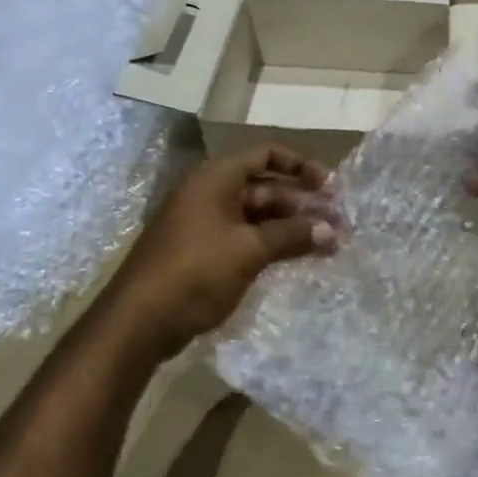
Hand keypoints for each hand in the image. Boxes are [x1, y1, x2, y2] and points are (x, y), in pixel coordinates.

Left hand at [103, 145, 338, 360]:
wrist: (140, 321)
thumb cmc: (195, 271)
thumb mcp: (249, 250)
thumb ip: (292, 235)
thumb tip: (331, 231)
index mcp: (216, 178)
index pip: (265, 155)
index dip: (300, 166)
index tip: (329, 186)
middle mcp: (211, 193)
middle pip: (265, 187)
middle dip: (302, 203)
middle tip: (337, 222)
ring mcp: (206, 224)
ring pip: (258, 215)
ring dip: (291, 226)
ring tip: (327, 243)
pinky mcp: (206, 252)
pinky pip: (247, 237)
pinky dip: (273, 243)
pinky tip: (298, 257)